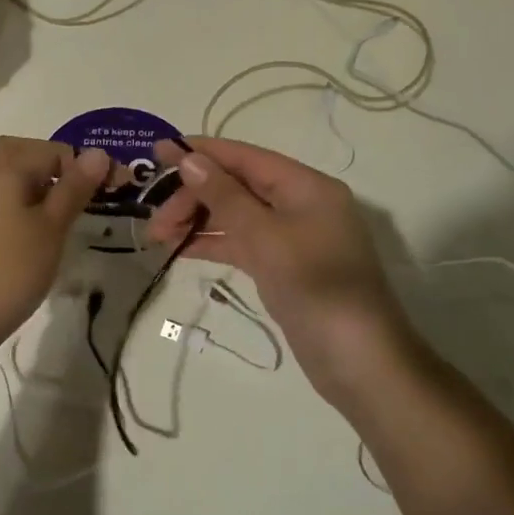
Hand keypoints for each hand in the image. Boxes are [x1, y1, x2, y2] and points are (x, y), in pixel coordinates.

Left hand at [0, 137, 110, 356]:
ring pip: (10, 175)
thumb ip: (74, 188)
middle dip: (57, 168)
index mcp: (6, 167)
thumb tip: (99, 152)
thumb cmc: (10, 271)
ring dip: (38, 185)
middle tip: (81, 197)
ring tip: (61, 216)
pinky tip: (33, 233)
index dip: (88, 168)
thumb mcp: (52, 228)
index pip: (56, 150)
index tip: (113, 192)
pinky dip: (20, 202)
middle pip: (25, 153)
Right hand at [148, 136, 420, 408]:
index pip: (244, 157)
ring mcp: (292, 238)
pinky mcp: (283, 267)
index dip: (200, 153)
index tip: (156, 153)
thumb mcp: (266, 237)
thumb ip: (225, 197)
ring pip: (236, 216)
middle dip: (194, 196)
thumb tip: (188, 159)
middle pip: (237, 186)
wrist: (359, 361)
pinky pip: (242, 243)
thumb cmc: (315, 288)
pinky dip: (213, 243)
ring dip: (198, 220)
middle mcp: (300, 204)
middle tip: (154, 222)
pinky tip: (180, 249)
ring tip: (157, 236)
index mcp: (305, 186)